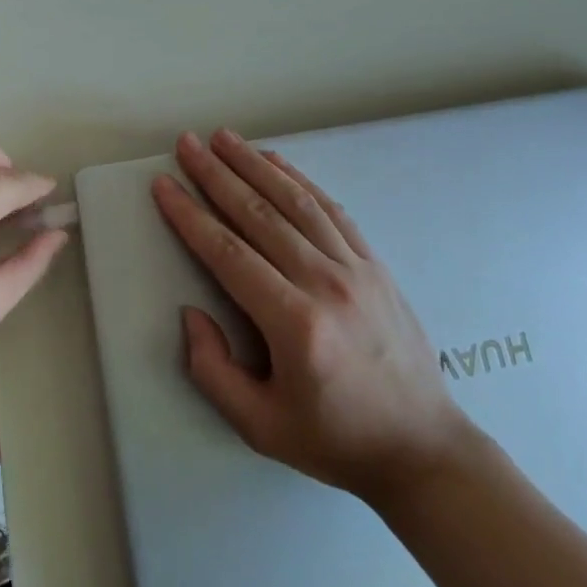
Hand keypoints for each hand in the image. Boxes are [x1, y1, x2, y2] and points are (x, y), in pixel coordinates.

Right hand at [152, 129, 474, 503]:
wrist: (423, 447)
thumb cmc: (335, 440)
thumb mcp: (260, 427)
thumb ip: (213, 371)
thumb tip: (191, 313)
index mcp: (294, 324)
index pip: (228, 253)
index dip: (190, 215)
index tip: (164, 185)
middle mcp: (325, 283)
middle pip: (259, 214)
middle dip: (216, 174)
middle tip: (187, 143)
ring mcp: (355, 268)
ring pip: (295, 201)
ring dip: (255, 165)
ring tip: (224, 138)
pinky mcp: (374, 263)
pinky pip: (331, 209)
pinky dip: (299, 180)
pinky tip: (275, 162)